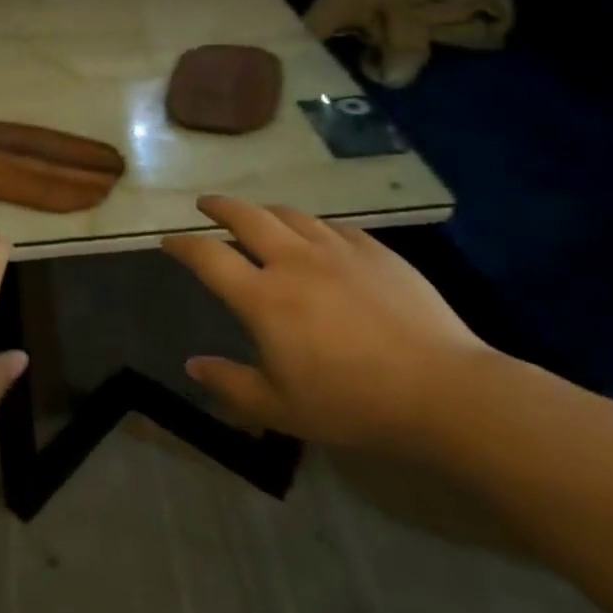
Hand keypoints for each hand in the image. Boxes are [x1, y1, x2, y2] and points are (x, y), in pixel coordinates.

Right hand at [162, 196, 493, 452]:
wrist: (443, 391)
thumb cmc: (351, 404)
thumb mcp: (279, 408)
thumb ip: (229, 384)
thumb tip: (193, 365)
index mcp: (263, 297)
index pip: (208, 257)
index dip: (183, 245)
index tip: (169, 241)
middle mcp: (294, 262)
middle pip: (246, 217)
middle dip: (219, 206)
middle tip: (206, 204)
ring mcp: (338, 251)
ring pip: (291, 215)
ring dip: (265, 211)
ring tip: (258, 216)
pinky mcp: (376, 252)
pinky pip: (334, 227)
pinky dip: (312, 227)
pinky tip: (317, 237)